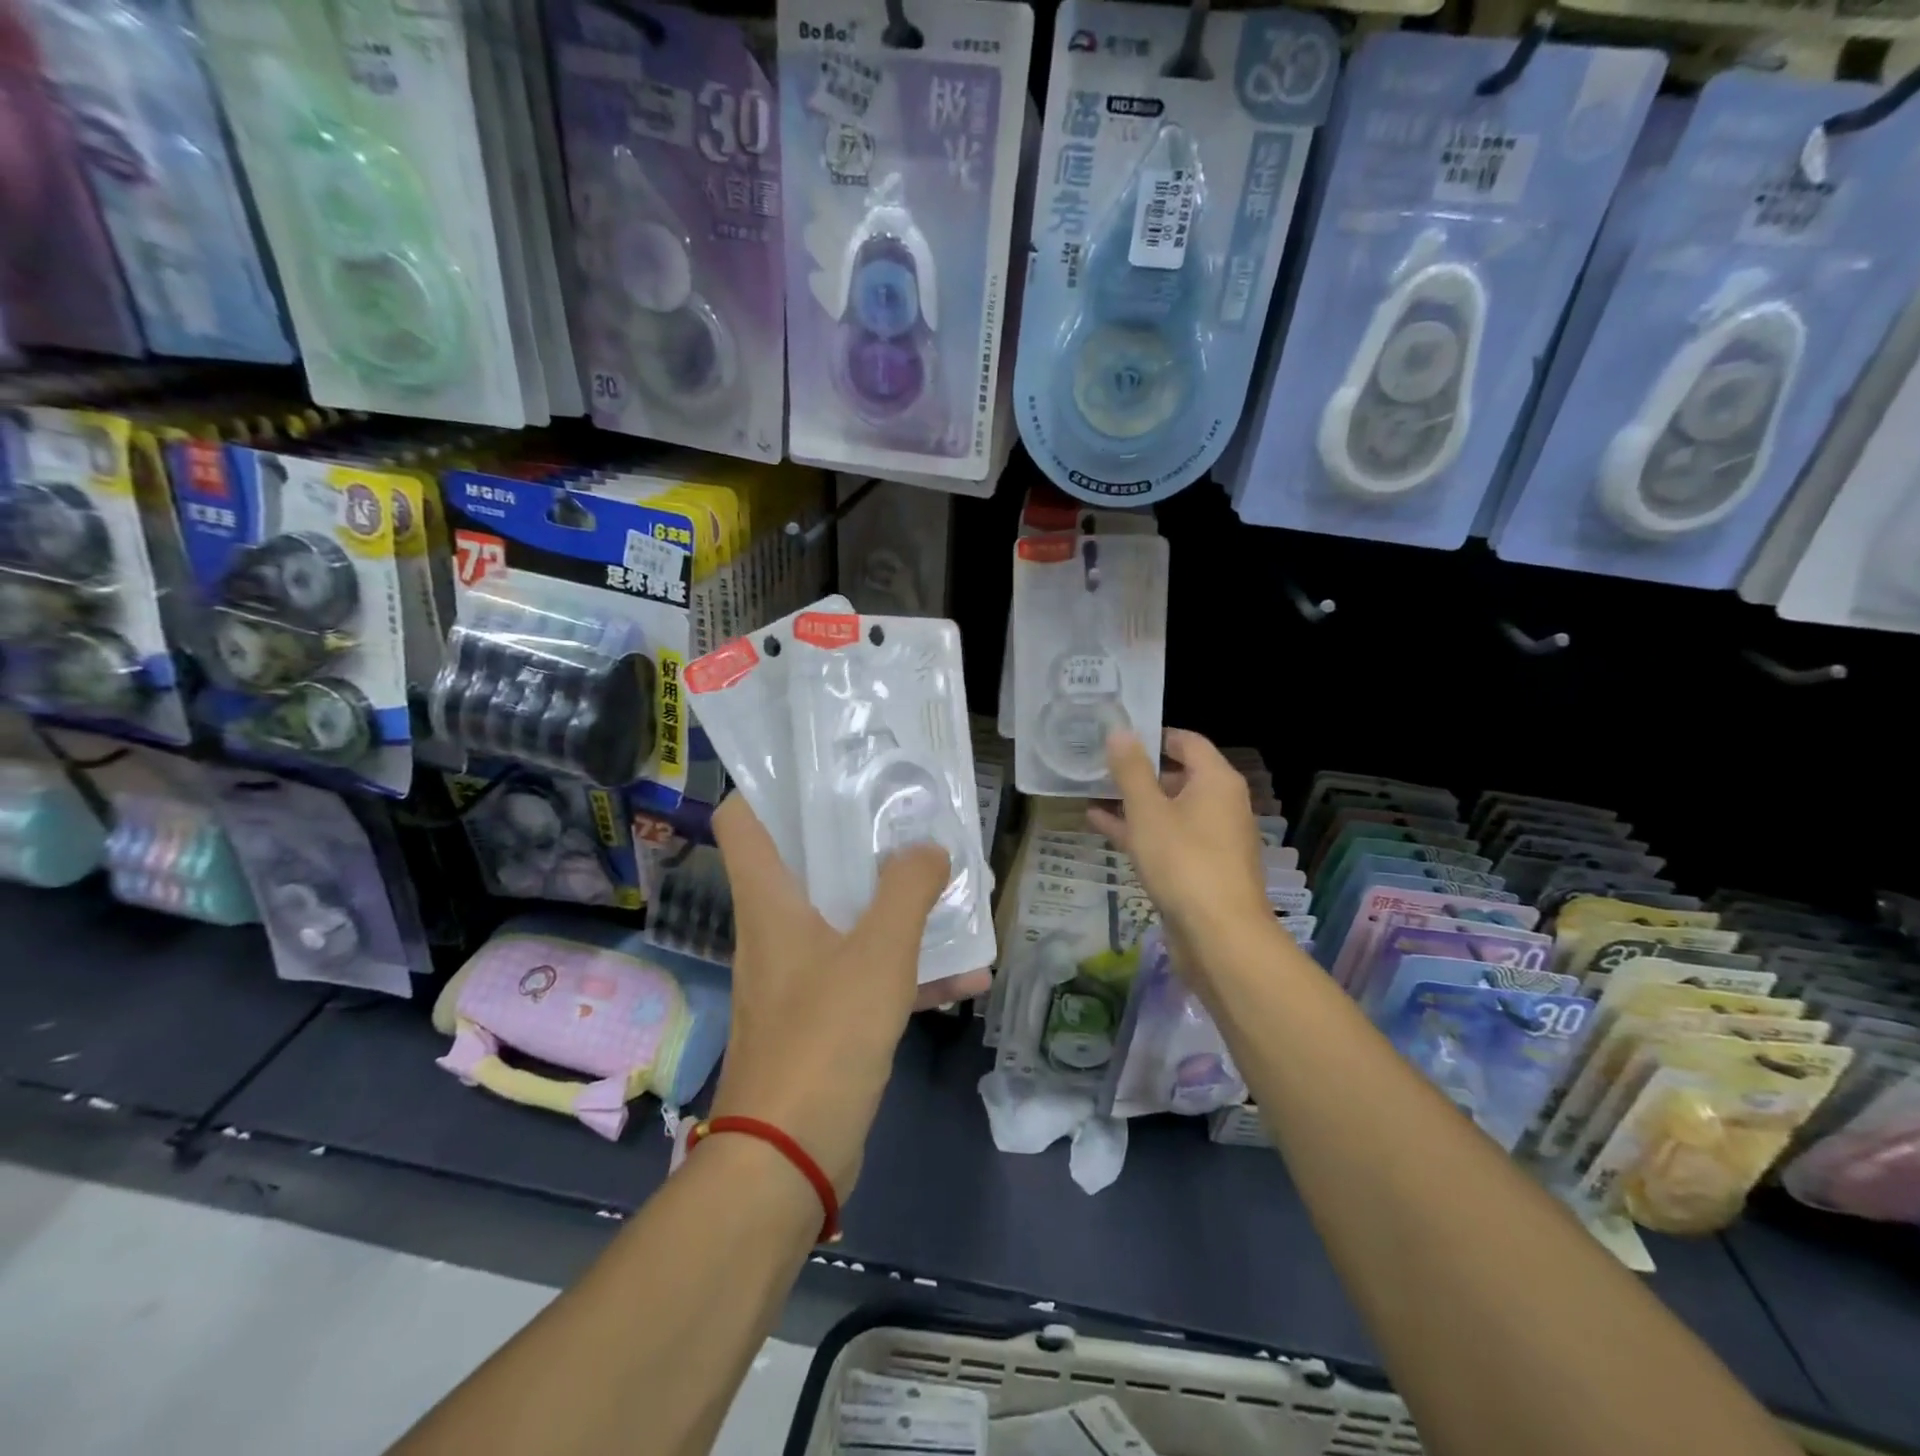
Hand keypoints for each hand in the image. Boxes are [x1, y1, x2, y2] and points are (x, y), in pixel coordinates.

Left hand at [710, 795, 980, 1197]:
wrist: (789, 1159)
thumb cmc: (824, 1038)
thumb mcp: (878, 953)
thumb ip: (907, 890)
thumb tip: (928, 847)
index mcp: (770, 899)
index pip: (743, 818)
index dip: (773, 785)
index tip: (826, 768)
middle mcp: (776, 927)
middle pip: (806, 859)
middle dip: (859, 837)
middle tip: (907, 814)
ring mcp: (798, 972)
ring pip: (846, 916)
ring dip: (895, 904)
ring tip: (950, 886)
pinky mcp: (822, 1014)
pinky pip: (866, 971)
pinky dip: (906, 967)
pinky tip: (965, 973)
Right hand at [1088, 729, 1271, 971]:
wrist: (1219, 936)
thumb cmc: (1184, 862)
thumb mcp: (1148, 811)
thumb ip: (1131, 770)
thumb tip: (1120, 731)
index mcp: (1216, 782)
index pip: (1187, 742)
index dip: (1153, 735)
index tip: (1117, 736)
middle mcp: (1221, 805)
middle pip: (1178, 776)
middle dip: (1138, 772)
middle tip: (1098, 765)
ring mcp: (1212, 840)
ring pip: (1169, 810)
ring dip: (1134, 803)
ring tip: (1092, 794)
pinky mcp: (1200, 869)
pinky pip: (1167, 839)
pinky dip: (1139, 831)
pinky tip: (1101, 827)